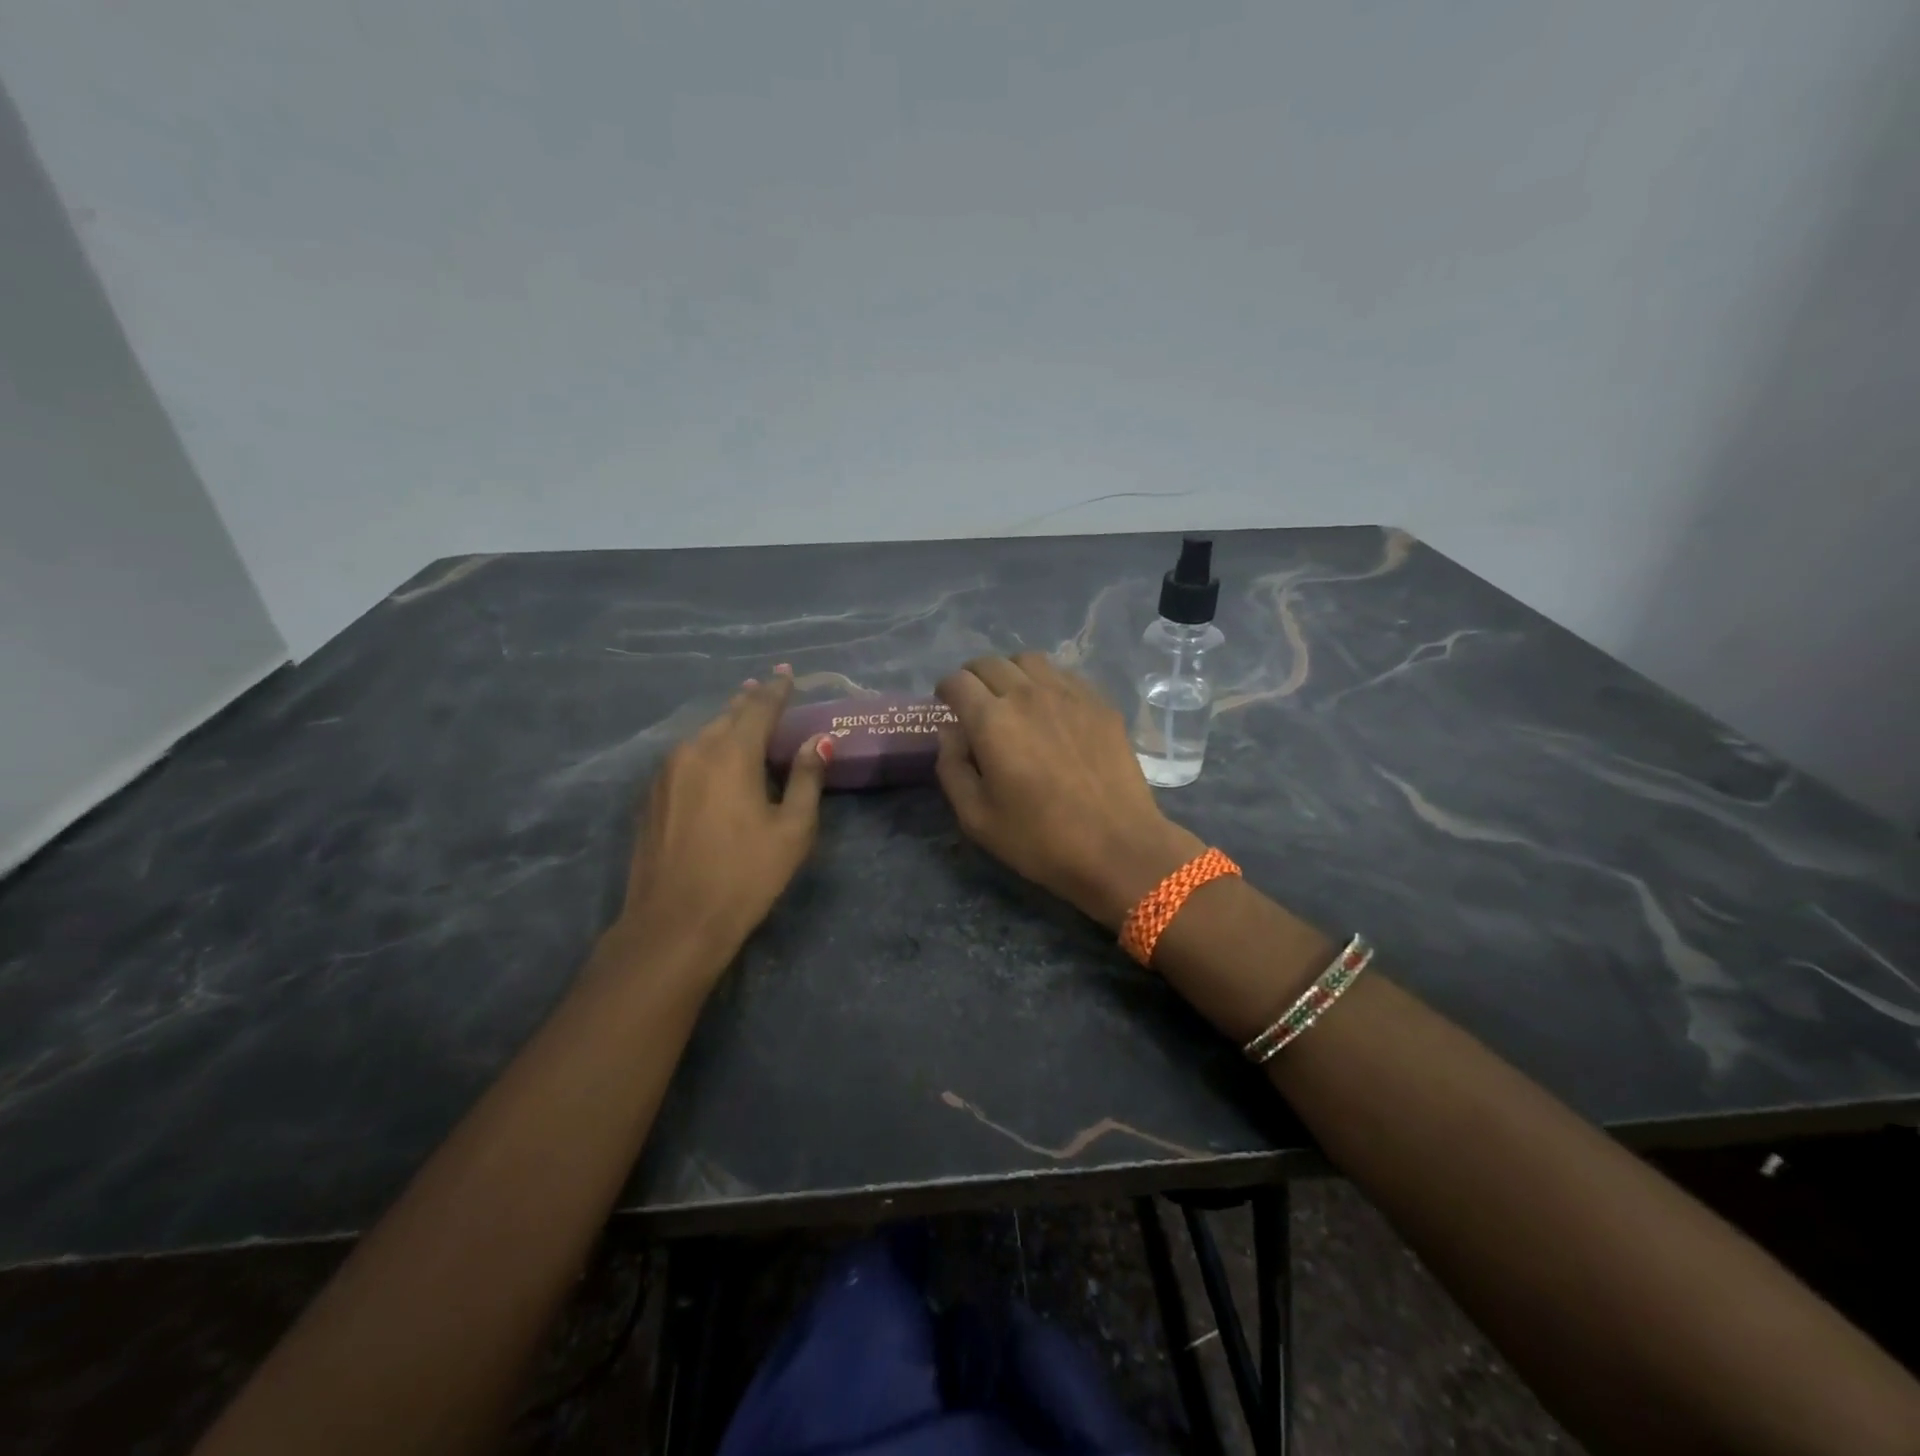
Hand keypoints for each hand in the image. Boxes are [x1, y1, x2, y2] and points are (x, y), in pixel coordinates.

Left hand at [612, 667, 830, 970]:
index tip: (787, 671)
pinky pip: (684, 756)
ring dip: (726, 724)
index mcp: (732, 754)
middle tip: (766, 689)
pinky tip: (713, 761)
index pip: (759, 707)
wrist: (673, 923)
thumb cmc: (745, 876)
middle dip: (749, 701)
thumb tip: (819, 740)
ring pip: (702, 735)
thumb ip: (806, 778)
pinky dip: (705, 748)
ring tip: (743, 719)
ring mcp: (665, 773)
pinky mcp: (650, 796)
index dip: (777, 689)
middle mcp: (693, 751)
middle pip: (726, 715)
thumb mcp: (792, 830)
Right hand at [935, 653, 1204, 930]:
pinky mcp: (1099, 703)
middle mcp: (1028, 694)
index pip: (958, 682)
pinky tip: (1049, 707)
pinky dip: (1045, 681)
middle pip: (990, 662)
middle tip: (973, 699)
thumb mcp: (976, 818)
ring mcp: (1069, 694)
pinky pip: (1064, 675)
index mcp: (992, 721)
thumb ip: (952, 768)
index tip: (945, 704)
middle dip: (973, 676)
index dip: (945, 689)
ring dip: (1010, 671)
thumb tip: (951, 733)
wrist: (1118, 846)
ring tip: (1011, 695)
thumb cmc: (1039, 839)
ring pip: (1029, 660)